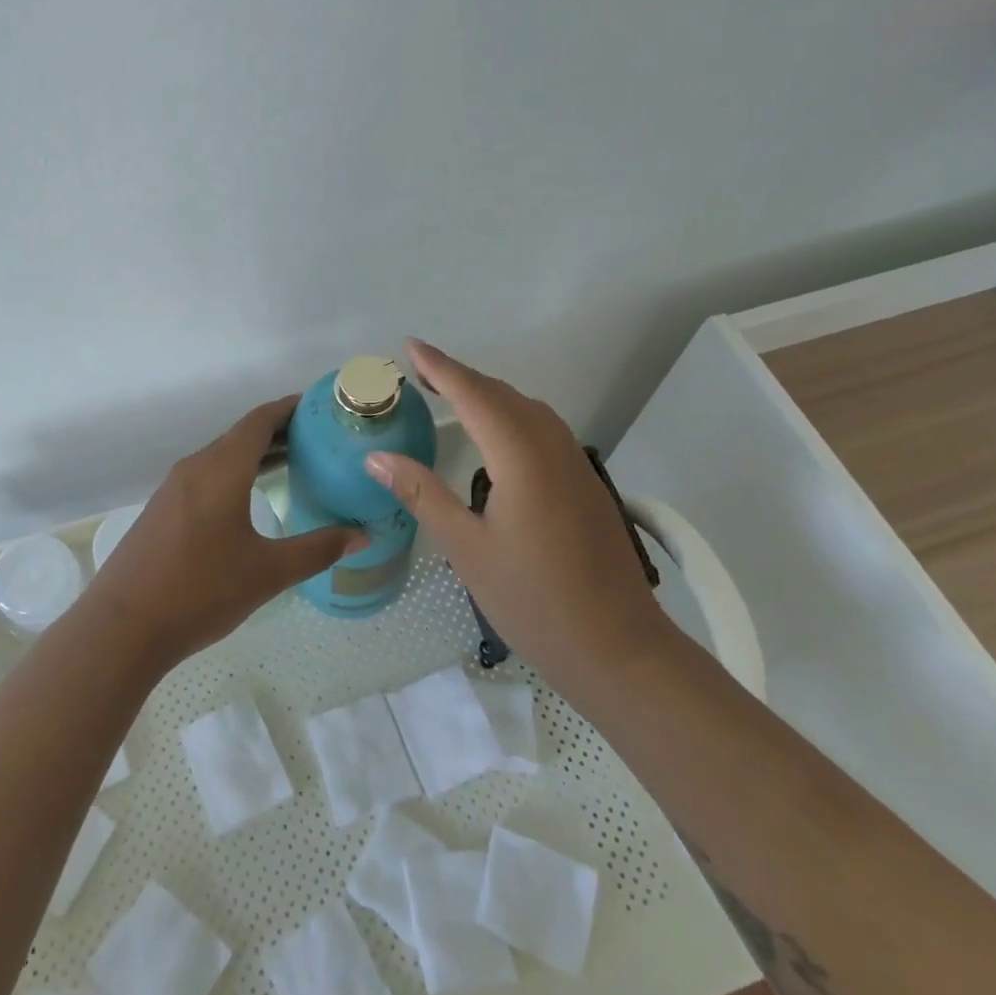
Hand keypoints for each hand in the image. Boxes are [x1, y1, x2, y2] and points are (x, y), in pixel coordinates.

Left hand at [88, 395, 365, 662]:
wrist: (121, 627)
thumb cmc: (200, 591)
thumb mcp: (268, 572)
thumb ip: (318, 549)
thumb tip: (363, 535)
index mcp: (221, 469)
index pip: (260, 420)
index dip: (290, 408)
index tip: (320, 406)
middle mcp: (195, 467)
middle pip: (241, 435)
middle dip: (279, 432)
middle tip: (319, 440)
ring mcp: (173, 488)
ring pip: (222, 456)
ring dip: (256, 455)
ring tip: (294, 464)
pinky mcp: (162, 510)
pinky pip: (206, 476)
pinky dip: (235, 474)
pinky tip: (250, 499)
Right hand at [364, 340, 668, 681]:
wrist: (619, 648)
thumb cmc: (534, 601)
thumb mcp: (467, 549)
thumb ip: (422, 495)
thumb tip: (377, 457)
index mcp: (522, 456)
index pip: (474, 395)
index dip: (440, 368)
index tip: (410, 347)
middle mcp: (553, 447)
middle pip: (502, 395)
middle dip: (461, 377)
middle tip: (420, 372)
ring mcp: (576, 464)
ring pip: (527, 410)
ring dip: (488, 395)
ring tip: (450, 396)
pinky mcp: (586, 483)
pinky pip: (542, 429)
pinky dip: (510, 416)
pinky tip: (496, 437)